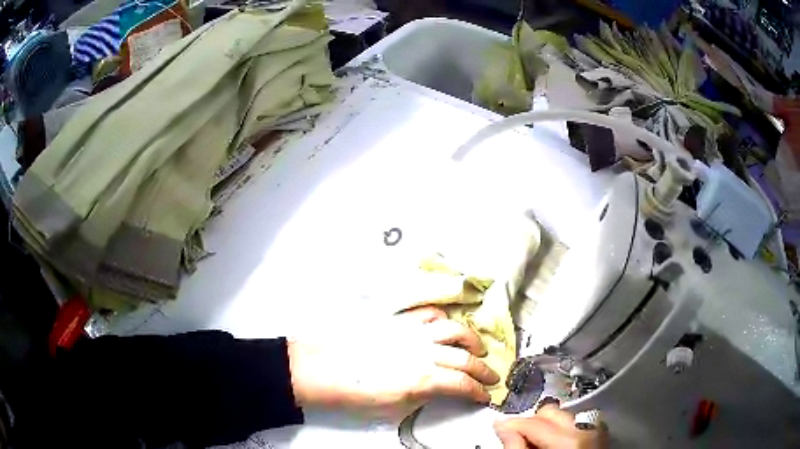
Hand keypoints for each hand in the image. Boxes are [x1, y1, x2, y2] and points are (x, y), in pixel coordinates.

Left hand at [287, 306, 499, 417]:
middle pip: (466, 358)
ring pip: (454, 330)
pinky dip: (443, 319)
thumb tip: (438, 391)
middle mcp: (424, 352)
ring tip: (478, 349)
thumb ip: (422, 397)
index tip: (484, 397)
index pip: (463, 385)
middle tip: (492, 377)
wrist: (322, 369)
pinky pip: (428, 314)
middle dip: (484, 370)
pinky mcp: (398, 322)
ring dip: (472, 340)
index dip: (478, 392)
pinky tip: (446, 328)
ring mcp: (412, 333)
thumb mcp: (393, 407)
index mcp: (423, 378)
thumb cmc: (355, 393)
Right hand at [494, 405, 607, 448]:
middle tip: (519, 440)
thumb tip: (504, 428)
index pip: (534, 421)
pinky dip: (562, 430)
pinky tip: (554, 444)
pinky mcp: (600, 434)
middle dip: (531, 423)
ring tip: (538, 445)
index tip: (500, 428)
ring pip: (563, 416)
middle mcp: (588, 428)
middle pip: (550, 413)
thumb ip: (516, 447)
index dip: (512, 424)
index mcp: (571, 439)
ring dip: (547, 426)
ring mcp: (597, 430)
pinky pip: (576, 423)